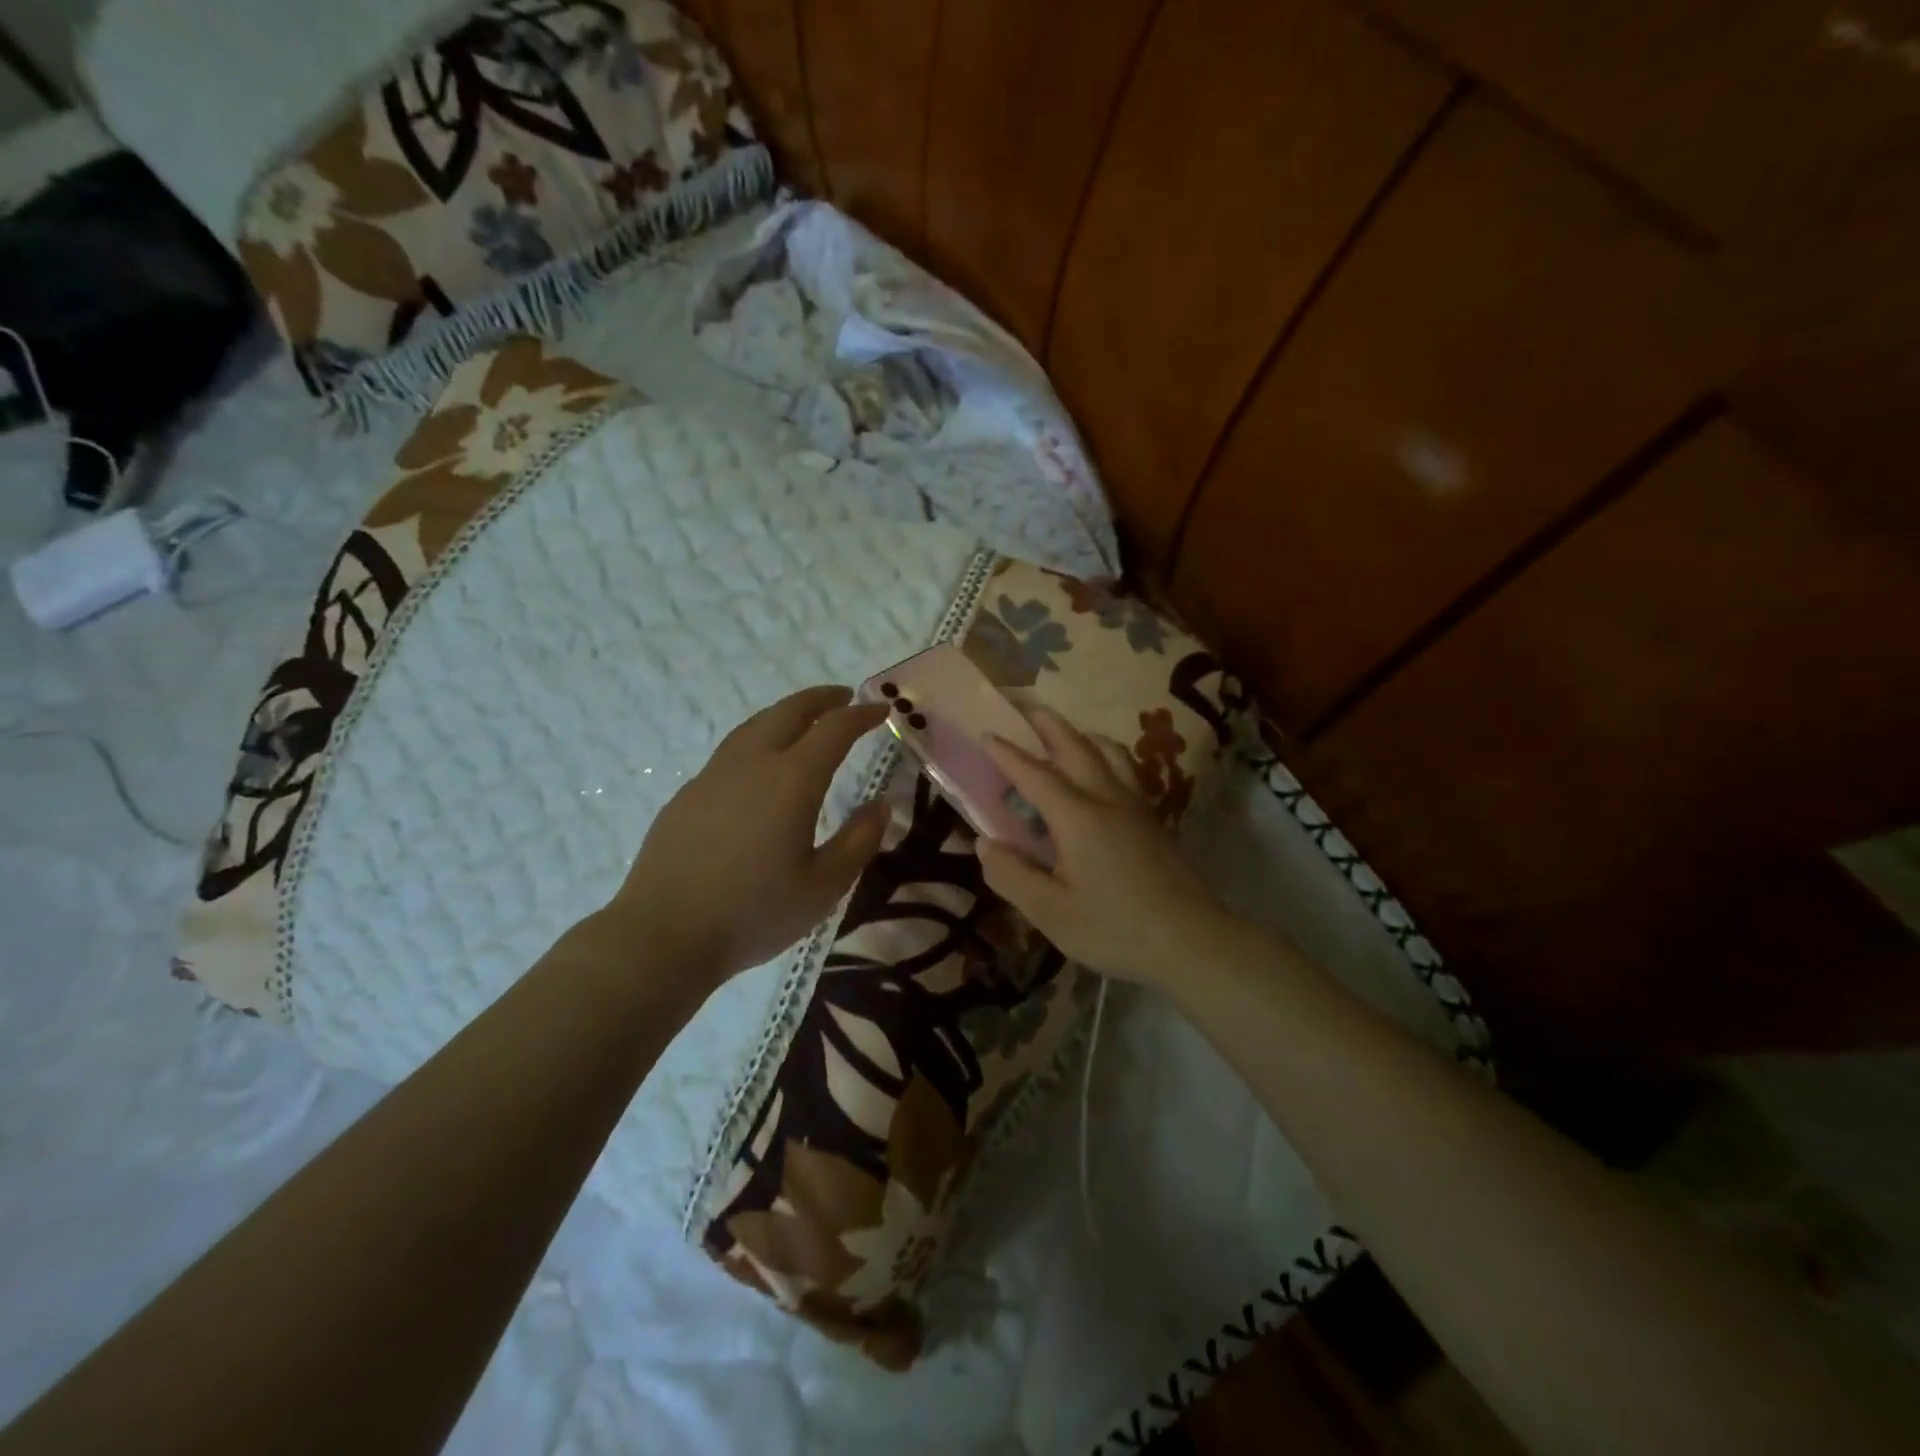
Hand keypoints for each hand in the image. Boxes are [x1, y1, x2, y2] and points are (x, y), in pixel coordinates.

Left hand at [607, 686, 890, 984]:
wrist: (663, 935)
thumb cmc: (754, 913)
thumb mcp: (824, 886)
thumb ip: (859, 840)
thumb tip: (882, 804)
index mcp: (791, 781)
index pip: (834, 730)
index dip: (861, 716)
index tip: (882, 711)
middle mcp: (752, 764)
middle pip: (789, 711)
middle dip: (821, 699)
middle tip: (844, 697)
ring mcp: (713, 776)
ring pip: (754, 725)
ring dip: (786, 713)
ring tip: (804, 720)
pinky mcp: (687, 795)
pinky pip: (731, 751)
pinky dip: (758, 739)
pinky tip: (759, 766)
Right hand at [977, 707, 1228, 987]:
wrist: (1190, 940)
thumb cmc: (1115, 928)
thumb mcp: (1051, 912)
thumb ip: (1012, 875)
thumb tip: (984, 843)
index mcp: (1077, 817)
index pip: (1035, 774)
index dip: (1007, 754)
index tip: (986, 733)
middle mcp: (1107, 798)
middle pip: (1076, 746)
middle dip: (1047, 723)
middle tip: (1024, 706)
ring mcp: (1136, 806)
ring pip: (1109, 752)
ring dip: (1081, 734)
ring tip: (1065, 734)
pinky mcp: (1153, 820)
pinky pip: (1126, 769)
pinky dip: (1106, 754)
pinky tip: (1103, 773)